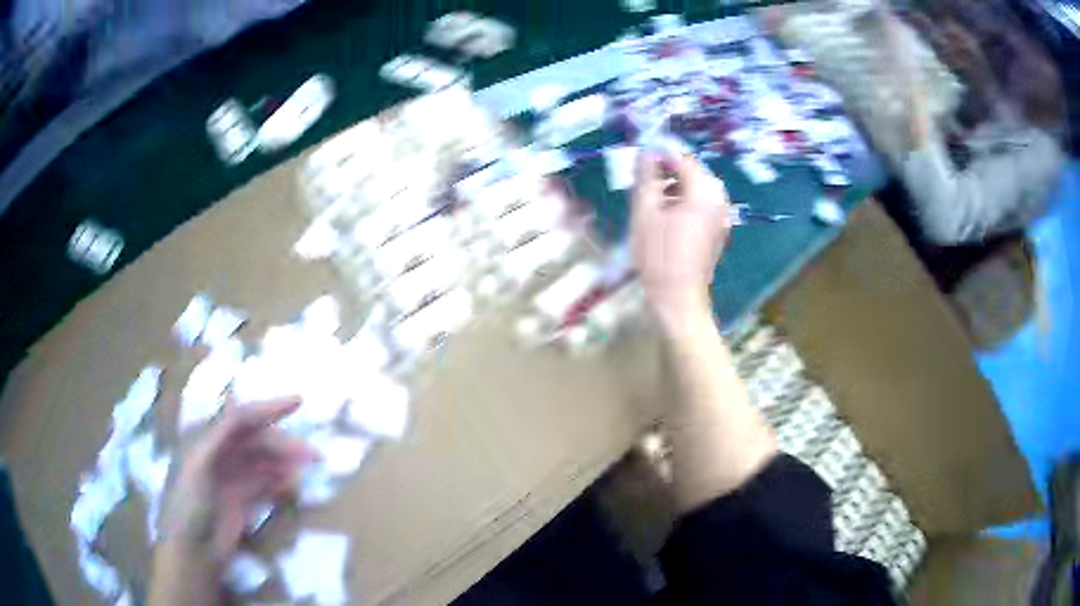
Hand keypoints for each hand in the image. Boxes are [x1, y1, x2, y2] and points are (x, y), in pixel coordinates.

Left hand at [162, 398, 314, 560]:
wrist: (193, 549)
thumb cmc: (190, 503)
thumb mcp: (199, 464)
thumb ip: (219, 435)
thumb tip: (242, 406)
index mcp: (207, 438)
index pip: (241, 417)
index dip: (268, 408)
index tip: (299, 402)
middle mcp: (221, 453)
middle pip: (257, 440)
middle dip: (283, 442)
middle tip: (312, 454)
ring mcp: (232, 477)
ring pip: (263, 461)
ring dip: (284, 461)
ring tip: (308, 467)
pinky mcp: (241, 499)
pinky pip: (264, 483)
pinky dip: (279, 481)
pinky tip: (293, 483)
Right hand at [631, 153, 730, 331]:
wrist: (678, 298)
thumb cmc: (659, 256)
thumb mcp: (645, 212)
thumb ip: (646, 177)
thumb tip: (646, 152)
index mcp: (704, 192)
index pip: (682, 158)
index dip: (659, 155)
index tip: (639, 160)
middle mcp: (719, 199)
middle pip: (692, 172)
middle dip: (667, 172)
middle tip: (643, 183)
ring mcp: (722, 216)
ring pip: (696, 188)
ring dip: (674, 187)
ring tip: (651, 201)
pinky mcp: (718, 229)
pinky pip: (701, 204)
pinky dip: (684, 202)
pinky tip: (666, 217)